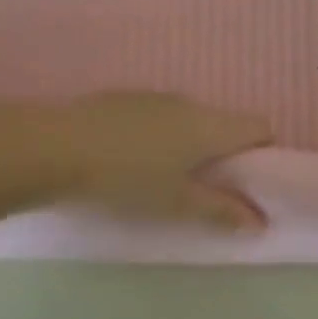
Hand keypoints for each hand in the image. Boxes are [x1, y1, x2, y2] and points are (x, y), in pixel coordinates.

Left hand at [55, 92, 273, 229]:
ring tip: (162, 177)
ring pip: (188, 119)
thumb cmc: (126, 178)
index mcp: (209, 125)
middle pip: (223, 123)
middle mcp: (188, 103)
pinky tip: (129, 161)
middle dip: (223, 154)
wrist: (54, 147)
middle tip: (205, 189)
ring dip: (189, 144)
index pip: (259, 126)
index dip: (263, 152)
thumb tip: (260, 221)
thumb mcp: (176, 203)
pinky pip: (158, 116)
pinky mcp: (123, 99)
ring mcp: (153, 97)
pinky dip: (158, 136)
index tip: (247, 181)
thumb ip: (221, 211)